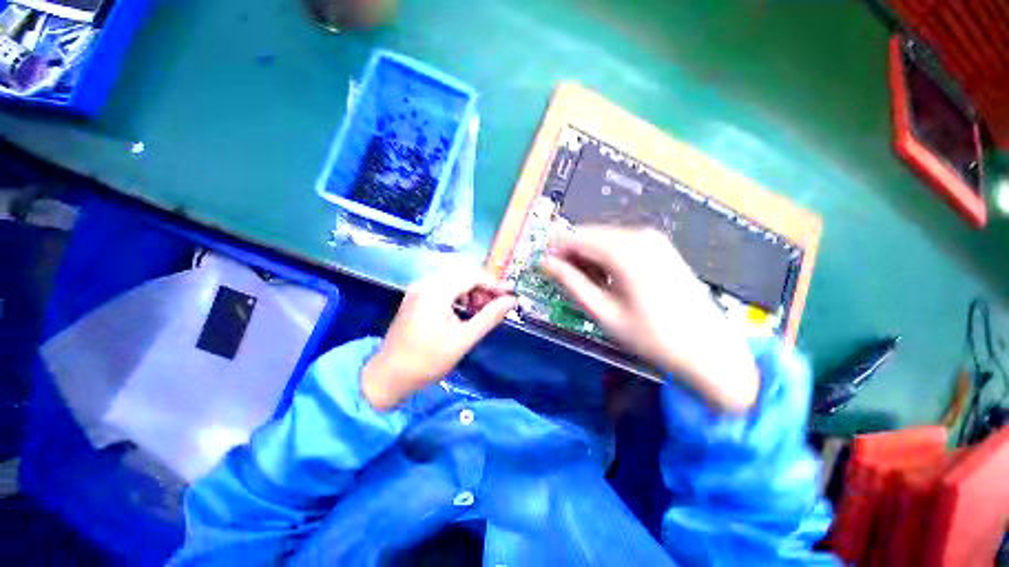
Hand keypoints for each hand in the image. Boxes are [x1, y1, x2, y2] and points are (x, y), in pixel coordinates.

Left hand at [361, 270, 516, 410]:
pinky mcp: (416, 297)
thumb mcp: (463, 339)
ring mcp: (418, 289)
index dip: (494, 284)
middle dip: (483, 288)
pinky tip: (463, 310)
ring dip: (471, 291)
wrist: (388, 376)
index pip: (473, 276)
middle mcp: (426, 283)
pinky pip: (443, 287)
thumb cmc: (428, 360)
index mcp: (436, 291)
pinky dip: (458, 295)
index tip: (510, 296)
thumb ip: (489, 317)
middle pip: (463, 275)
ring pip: (453, 280)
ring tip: (481, 310)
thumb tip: (511, 301)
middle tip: (496, 305)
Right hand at [540, 226, 758, 411]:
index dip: (554, 251)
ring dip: (588, 256)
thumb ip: (571, 283)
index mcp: (624, 251)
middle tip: (564, 280)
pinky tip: (608, 279)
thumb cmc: (651, 337)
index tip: (544, 269)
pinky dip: (606, 256)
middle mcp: (639, 235)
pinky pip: (621, 242)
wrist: (709, 350)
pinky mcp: (661, 246)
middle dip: (571, 253)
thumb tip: (545, 263)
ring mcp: (654, 238)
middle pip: (589, 234)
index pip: (575, 237)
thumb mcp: (603, 312)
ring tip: (587, 284)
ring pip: (604, 237)